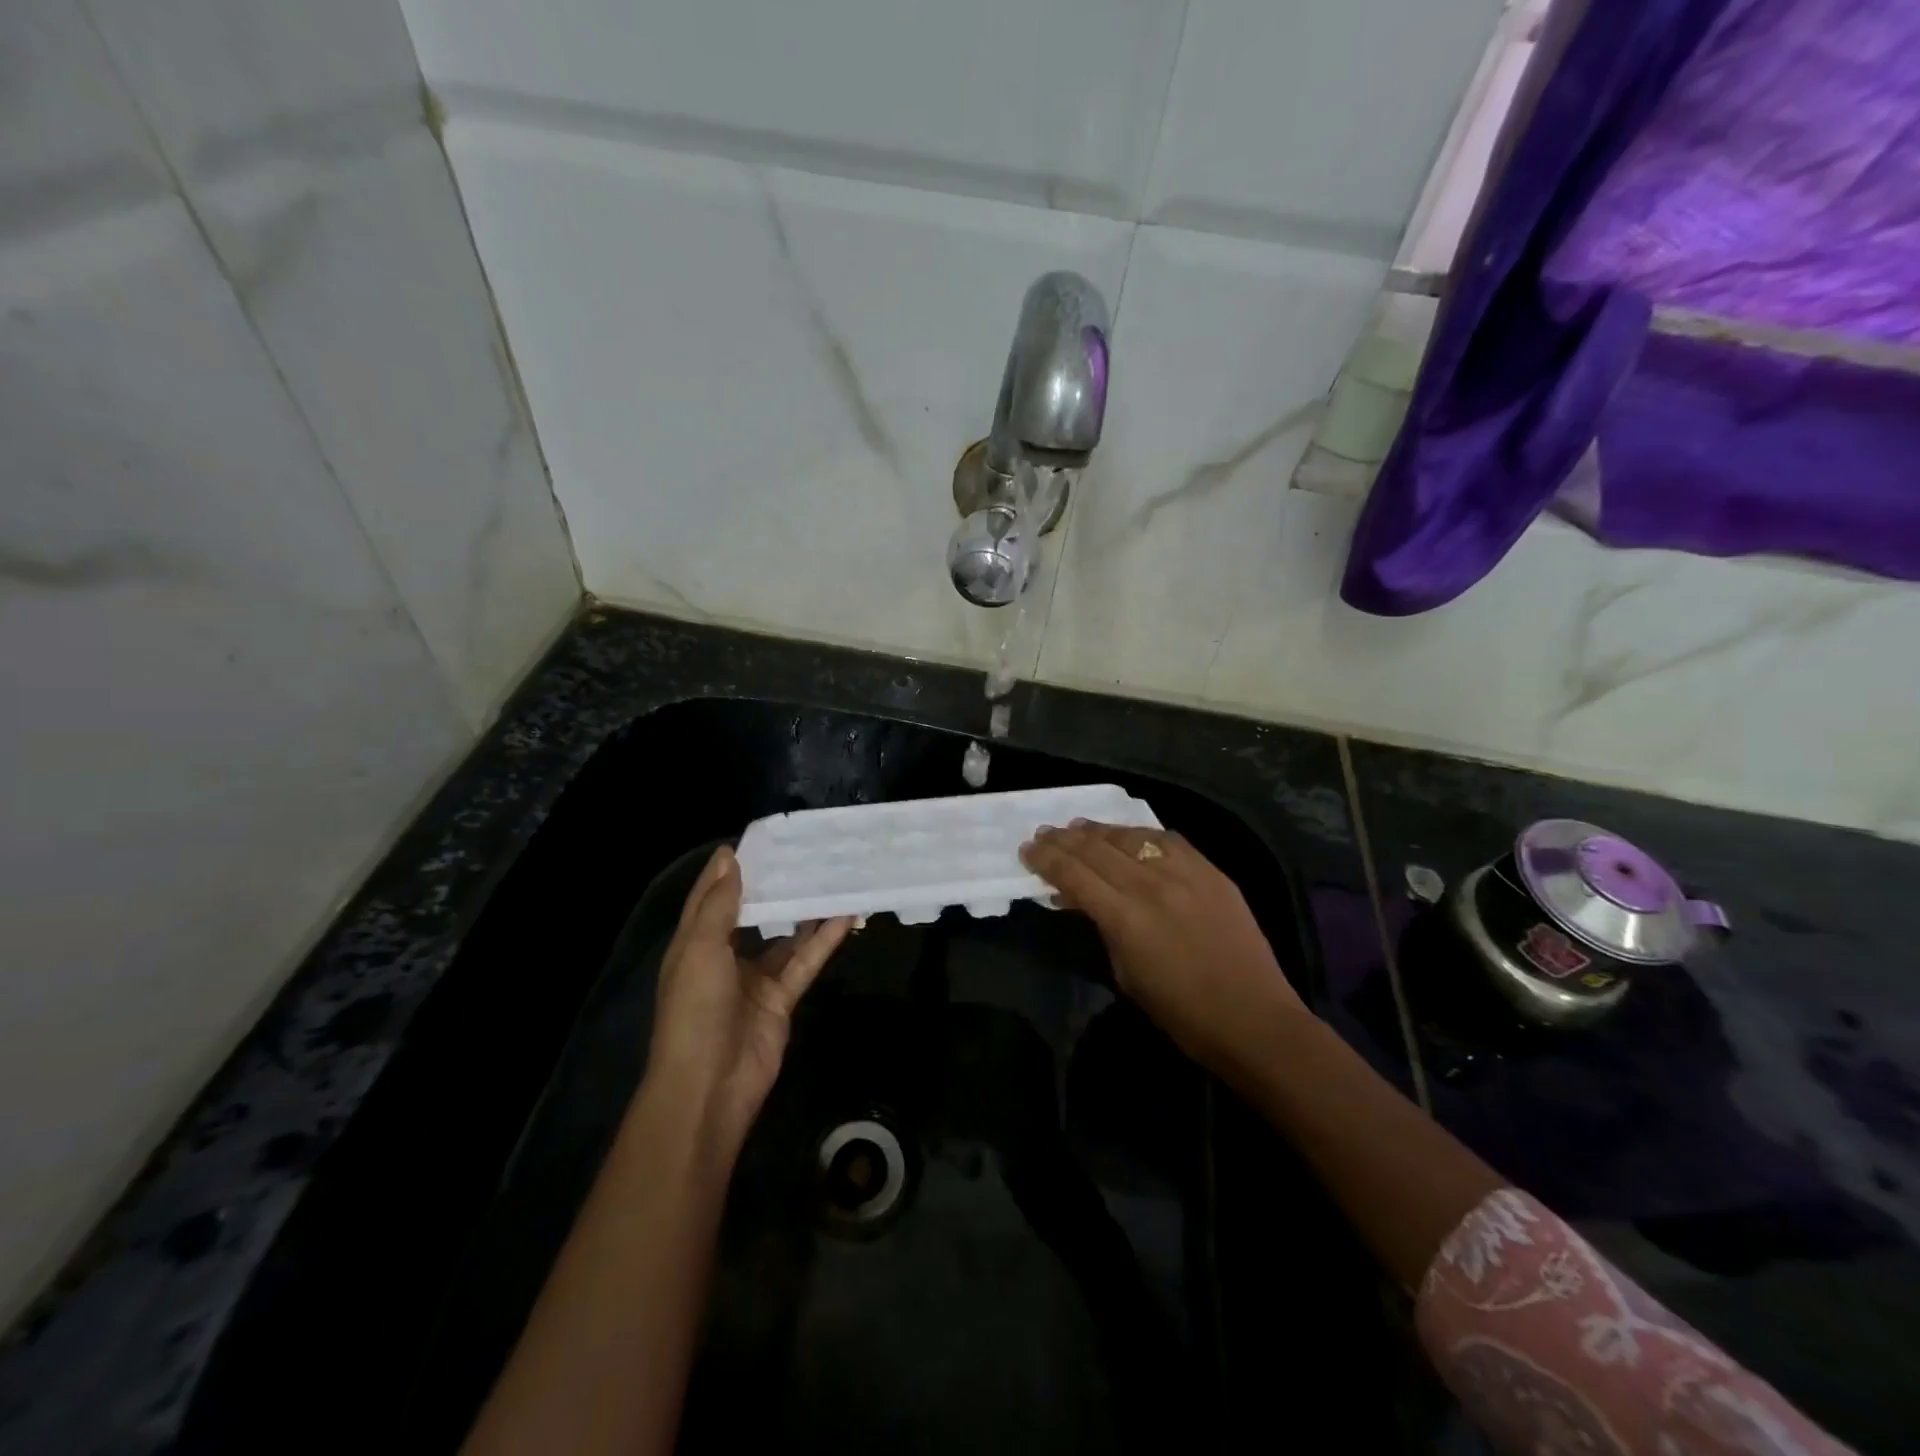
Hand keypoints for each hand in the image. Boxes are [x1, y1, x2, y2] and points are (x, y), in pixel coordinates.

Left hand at [647, 845, 851, 1153]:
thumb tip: (729, 856)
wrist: (710, 1086)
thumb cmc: (695, 1011)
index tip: (759, 839)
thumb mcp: (699, 950)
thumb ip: (718, 905)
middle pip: (753, 912)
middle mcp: (724, 956)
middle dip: (775, 885)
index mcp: (695, 943)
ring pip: (786, 935)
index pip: (712, 896)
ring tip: (833, 878)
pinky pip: (805, 961)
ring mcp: (755, 978)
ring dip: (806, 911)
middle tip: (806, 852)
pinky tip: (845, 916)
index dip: (730, 868)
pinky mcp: (782, 998)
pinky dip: (823, 940)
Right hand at [1020, 821, 1305, 1068]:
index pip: (1074, 875)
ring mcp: (1185, 874)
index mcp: (1125, 918)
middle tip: (1044, 833)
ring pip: (1132, 837)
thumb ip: (1102, 927)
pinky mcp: (1211, 872)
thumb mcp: (1126, 974)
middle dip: (1064, 839)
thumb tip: (1079, 900)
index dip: (1046, 859)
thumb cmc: (1181, 1013)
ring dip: (1100, 830)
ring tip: (1079, 826)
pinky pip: (1170, 840)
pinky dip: (1143, 834)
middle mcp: (1152, 885)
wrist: (1253, 1018)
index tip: (1028, 850)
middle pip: (1097, 850)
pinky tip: (1131, 834)